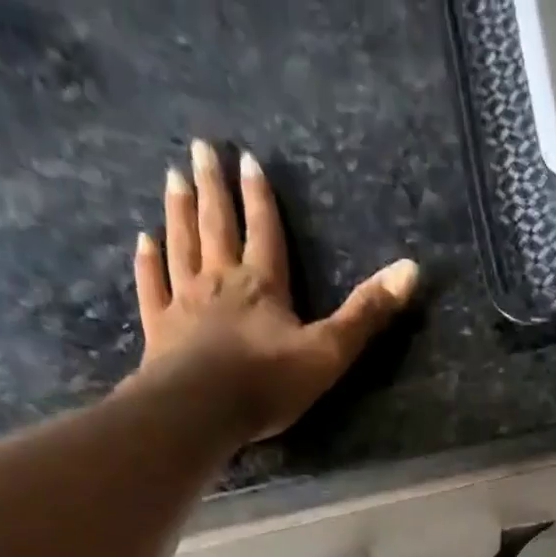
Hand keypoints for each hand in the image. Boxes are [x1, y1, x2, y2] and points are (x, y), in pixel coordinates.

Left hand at [131, 140, 418, 443]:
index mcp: (263, 286)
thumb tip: (412, 269)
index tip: (248, 159)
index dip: (260, 198)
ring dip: (178, 212)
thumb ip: (367, 315)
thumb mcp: (329, 352)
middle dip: (213, 187)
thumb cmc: (267, 383)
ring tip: (173, 178)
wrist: (202, 409)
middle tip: (200, 147)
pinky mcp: (160, 329)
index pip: (264, 232)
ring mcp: (185, 303)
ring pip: (181, 246)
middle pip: (217, 226)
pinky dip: (148, 262)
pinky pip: (153, 286)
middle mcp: (220, 282)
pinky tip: (144, 242)